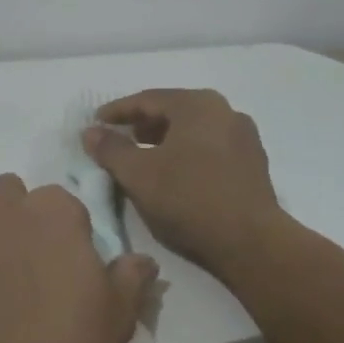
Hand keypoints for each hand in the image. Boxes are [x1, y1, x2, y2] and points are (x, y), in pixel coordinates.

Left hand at [0, 174, 157, 342]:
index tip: (68, 262)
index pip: (63, 200)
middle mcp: (3, 208)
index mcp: (54, 212)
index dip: (66, 230)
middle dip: (17, 214)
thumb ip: (130, 277)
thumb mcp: (118, 318)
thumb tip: (142, 259)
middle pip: (9, 189)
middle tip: (25, 261)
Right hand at [84, 89, 284, 278]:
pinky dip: (186, 153)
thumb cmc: (188, 199)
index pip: (147, 100)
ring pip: (193, 130)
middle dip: (142, 124)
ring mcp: (244, 137)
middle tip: (117, 138)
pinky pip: (210, 148)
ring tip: (142, 157)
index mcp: (197, 104)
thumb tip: (90, 132)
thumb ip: (110, 149)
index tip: (95, 123)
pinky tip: (173, 174)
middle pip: (173, 111)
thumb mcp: (138, 174)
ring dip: (164, 140)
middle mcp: (225, 111)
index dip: (117, 111)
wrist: (251, 243)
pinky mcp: (253, 164)